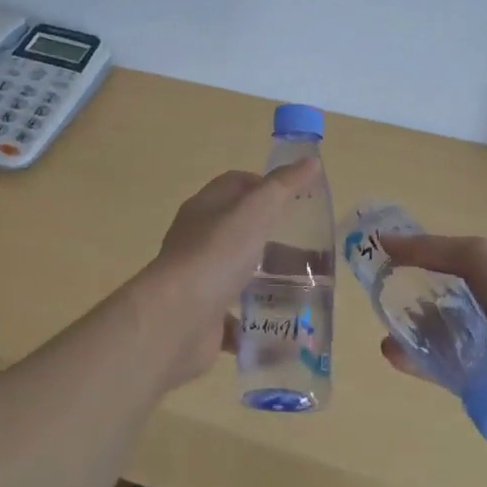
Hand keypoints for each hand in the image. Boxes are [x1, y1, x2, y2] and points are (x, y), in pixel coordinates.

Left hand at [131, 160, 321, 388]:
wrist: (176, 321)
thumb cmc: (216, 255)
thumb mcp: (255, 211)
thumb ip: (283, 186)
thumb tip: (311, 160)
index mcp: (205, 209)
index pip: (235, 185)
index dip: (265, 186)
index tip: (297, 201)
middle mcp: (198, 241)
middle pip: (240, 231)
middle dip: (274, 239)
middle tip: (310, 251)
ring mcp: (199, 281)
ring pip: (238, 274)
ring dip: (267, 281)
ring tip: (305, 289)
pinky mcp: (203, 318)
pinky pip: (234, 318)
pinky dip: (255, 321)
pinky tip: (281, 326)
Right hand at [377, 234, 486, 427]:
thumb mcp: (478, 256)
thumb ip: (430, 249)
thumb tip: (382, 240)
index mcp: (484, 273)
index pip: (436, 265)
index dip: (407, 264)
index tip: (376, 267)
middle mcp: (481, 308)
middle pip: (431, 305)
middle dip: (403, 306)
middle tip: (379, 307)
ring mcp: (481, 346)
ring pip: (433, 340)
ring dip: (408, 338)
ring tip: (387, 339)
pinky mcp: (479, 382)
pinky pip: (442, 372)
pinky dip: (418, 365)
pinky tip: (397, 357)